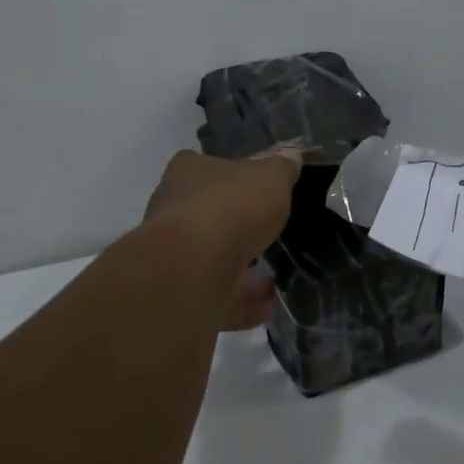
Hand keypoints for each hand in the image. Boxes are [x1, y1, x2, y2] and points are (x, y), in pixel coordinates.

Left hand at [144, 148, 301, 330]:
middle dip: (235, 226)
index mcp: (188, 172)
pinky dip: (241, 302)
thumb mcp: (271, 177)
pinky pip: (215, 295)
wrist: (195, 266)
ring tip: (272, 279)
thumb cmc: (232, 206)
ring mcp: (173, 253)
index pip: (202, 165)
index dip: (228, 175)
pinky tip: (267, 307)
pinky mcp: (179, 292)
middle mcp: (172, 209)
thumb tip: (291, 156)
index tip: (252, 188)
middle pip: (206, 213)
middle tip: (266, 234)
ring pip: (210, 258)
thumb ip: (282, 169)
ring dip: (240, 269)